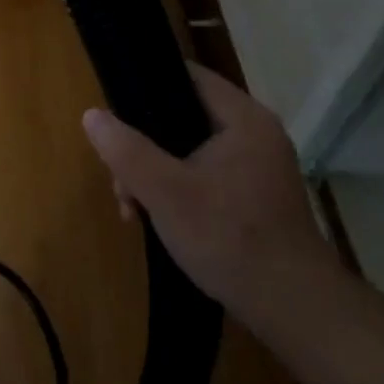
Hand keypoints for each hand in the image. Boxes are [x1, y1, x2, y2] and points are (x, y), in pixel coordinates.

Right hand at [81, 64, 333, 310]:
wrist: (291, 306)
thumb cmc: (228, 236)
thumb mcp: (164, 191)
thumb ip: (126, 150)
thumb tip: (92, 115)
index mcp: (242, 119)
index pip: (187, 76)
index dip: (145, 86)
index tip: (114, 112)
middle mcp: (255, 134)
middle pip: (181, 118)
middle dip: (141, 149)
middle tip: (120, 184)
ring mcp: (257, 167)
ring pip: (187, 152)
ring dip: (153, 176)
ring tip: (132, 211)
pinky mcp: (254, 197)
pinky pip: (203, 177)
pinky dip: (176, 192)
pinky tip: (156, 220)